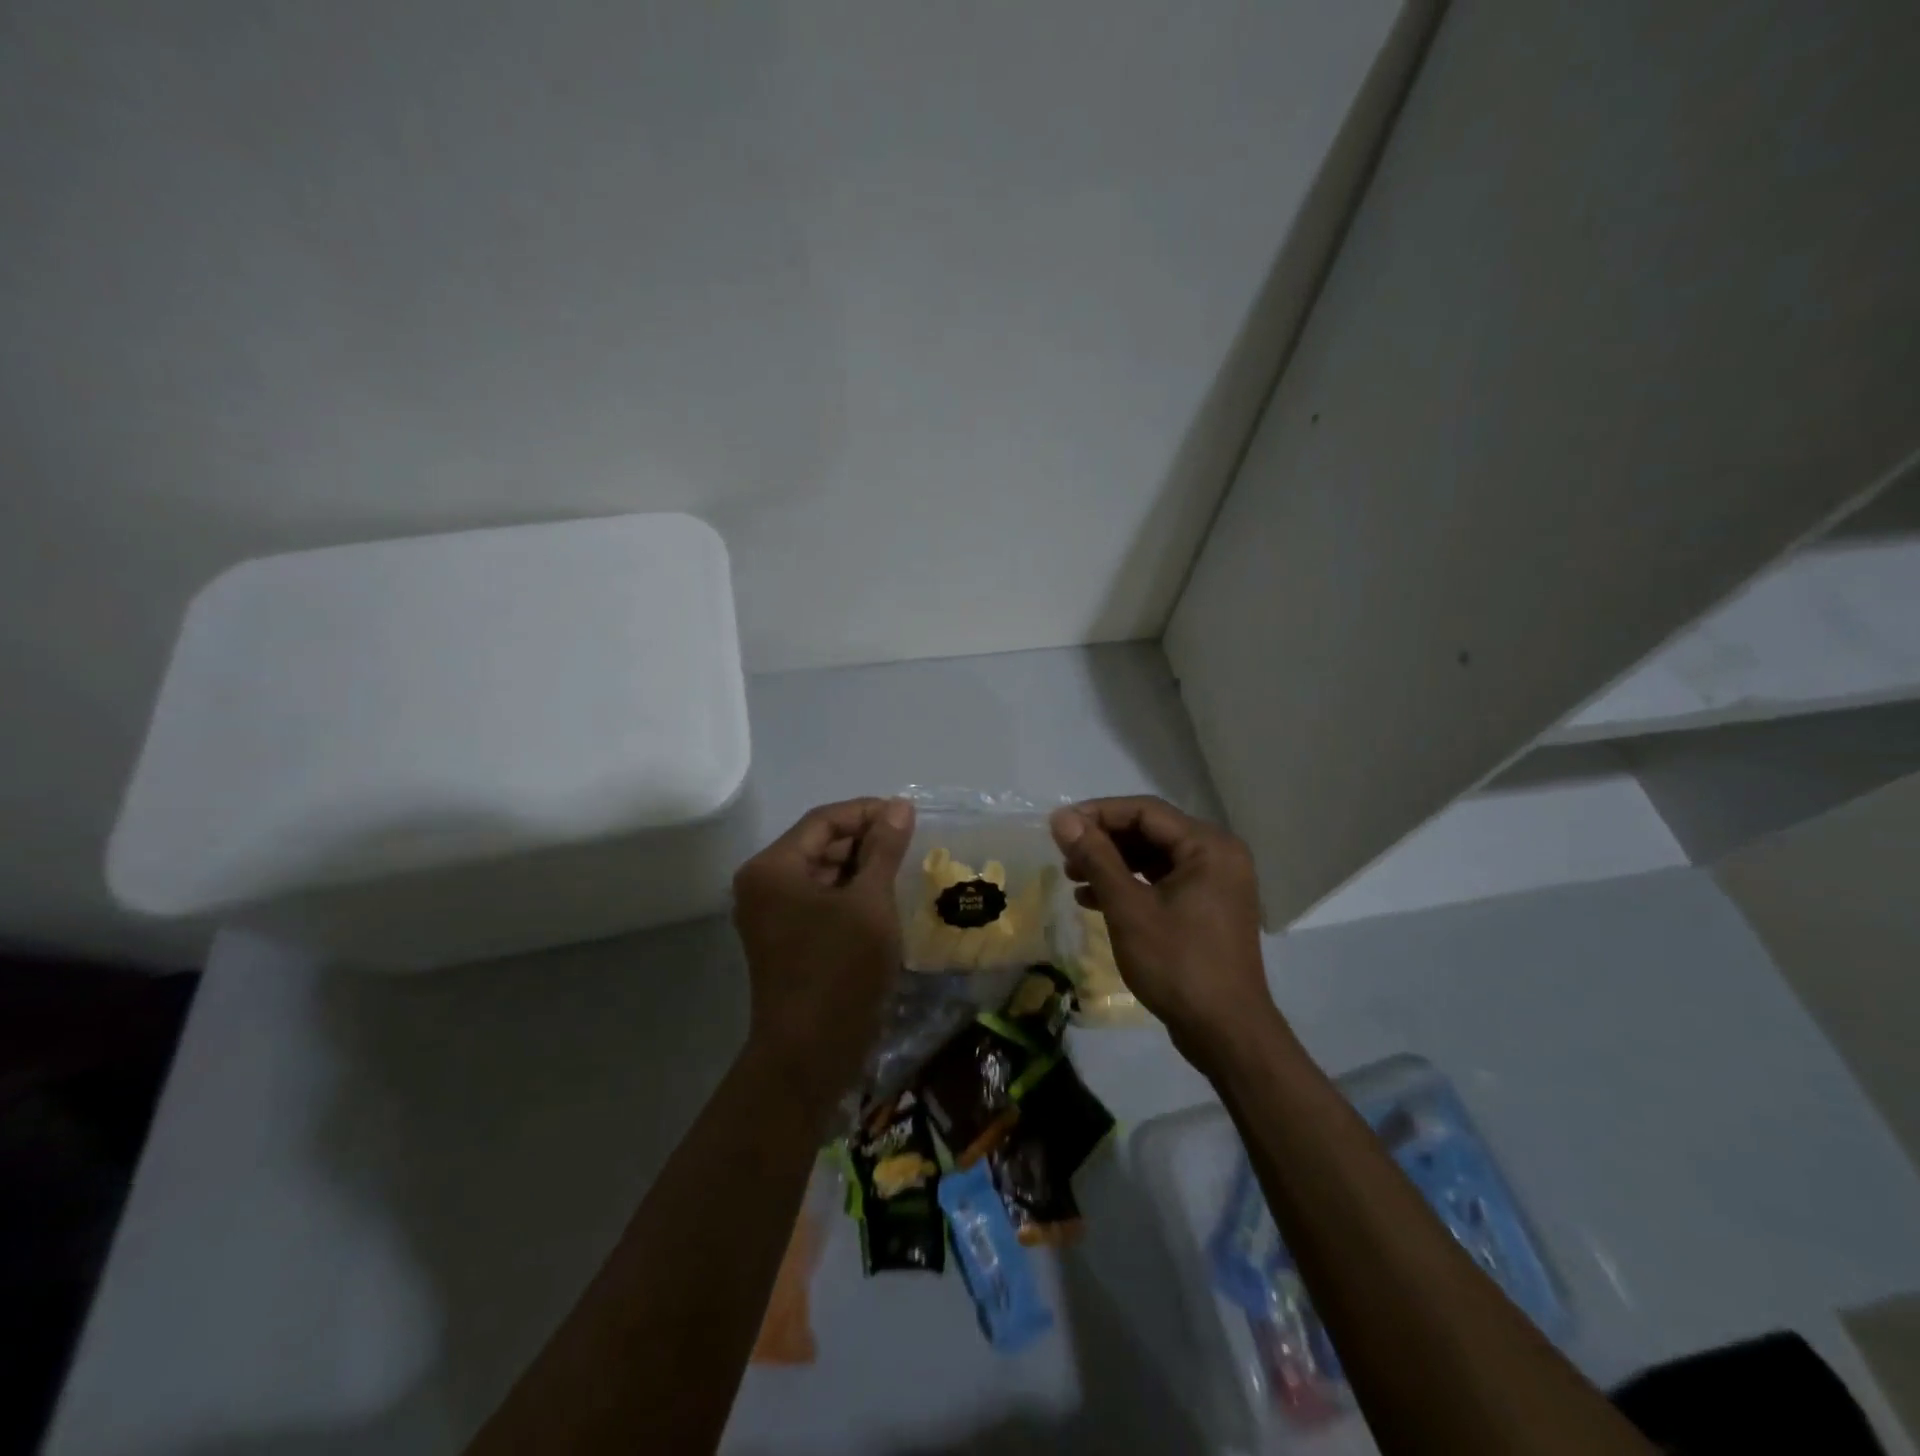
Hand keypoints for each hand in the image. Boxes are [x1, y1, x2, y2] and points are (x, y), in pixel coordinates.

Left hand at [731, 797, 915, 1101]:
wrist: (809, 1054)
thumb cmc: (840, 970)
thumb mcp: (870, 903)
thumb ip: (883, 849)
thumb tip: (898, 806)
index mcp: (773, 867)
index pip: (824, 820)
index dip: (868, 812)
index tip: (909, 816)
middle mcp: (764, 884)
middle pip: (819, 844)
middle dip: (865, 840)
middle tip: (910, 843)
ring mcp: (772, 915)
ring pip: (822, 873)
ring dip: (861, 867)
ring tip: (903, 867)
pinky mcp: (786, 939)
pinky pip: (820, 901)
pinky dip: (851, 894)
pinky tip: (885, 897)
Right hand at [1049, 797, 1282, 1067]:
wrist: (1226, 1034)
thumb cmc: (1178, 964)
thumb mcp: (1128, 908)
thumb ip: (1096, 857)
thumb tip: (1061, 818)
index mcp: (1208, 846)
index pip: (1145, 811)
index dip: (1098, 813)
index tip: (1059, 826)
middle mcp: (1217, 855)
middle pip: (1150, 832)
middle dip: (1103, 841)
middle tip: (1064, 854)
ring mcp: (1215, 884)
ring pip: (1153, 858)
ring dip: (1112, 864)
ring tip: (1073, 877)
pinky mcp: (1206, 908)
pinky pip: (1162, 882)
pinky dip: (1129, 886)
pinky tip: (1093, 900)